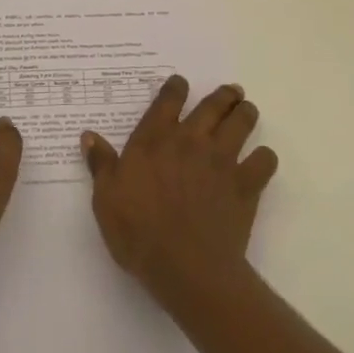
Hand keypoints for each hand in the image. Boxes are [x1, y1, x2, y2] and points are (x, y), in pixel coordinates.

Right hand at [83, 75, 277, 307]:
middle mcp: (191, 140)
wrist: (186, 268)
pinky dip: (264, 158)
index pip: (169, 99)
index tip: (181, 83)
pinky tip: (261, 161)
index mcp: (155, 139)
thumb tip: (89, 135)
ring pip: (241, 123)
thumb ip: (100, 164)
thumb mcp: (106, 198)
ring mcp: (221, 160)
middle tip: (231, 91)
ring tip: (247, 111)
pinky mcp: (245, 185)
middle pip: (213, 105)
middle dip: (223, 95)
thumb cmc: (138, 232)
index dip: (176, 87)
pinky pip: (264, 161)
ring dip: (245, 114)